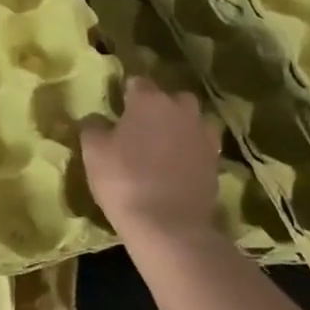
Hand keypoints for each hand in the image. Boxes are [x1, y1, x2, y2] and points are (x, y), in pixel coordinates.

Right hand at [81, 77, 224, 264]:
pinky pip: (200, 147)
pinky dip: (190, 151)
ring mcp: (203, 136)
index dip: (126, 94)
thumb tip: (97, 119)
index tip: (117, 108)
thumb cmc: (124, 180)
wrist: (169, 226)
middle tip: (141, 126)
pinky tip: (176, 166)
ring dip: (179, 127)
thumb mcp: (93, 151)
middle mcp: (181, 110)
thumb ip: (93, 127)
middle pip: (171, 98)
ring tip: (162, 146)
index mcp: (150, 100)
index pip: (137, 82)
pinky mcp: (216, 162)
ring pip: (191, 121)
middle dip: (159, 107)